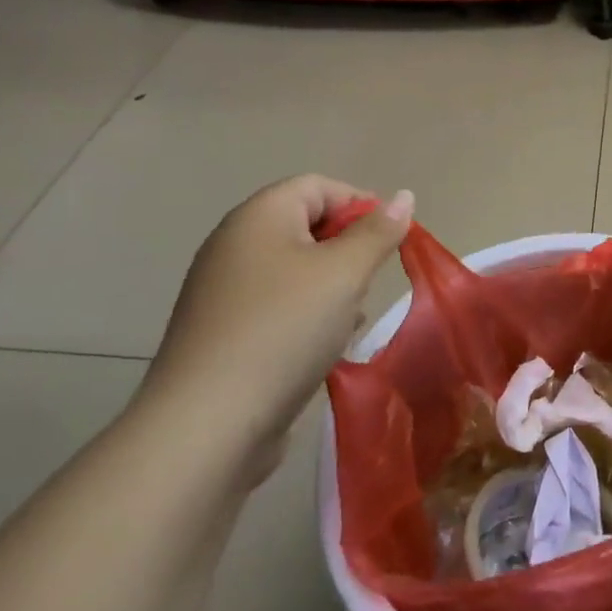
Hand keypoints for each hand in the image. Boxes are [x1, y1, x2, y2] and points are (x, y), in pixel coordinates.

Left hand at [137, 176, 412, 483]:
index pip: (317, 186)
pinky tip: (325, 345)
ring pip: (295, 269)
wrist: (208, 424)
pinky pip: (277, 306)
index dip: (360, 203)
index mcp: (258, 217)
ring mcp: (224, 291)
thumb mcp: (344, 273)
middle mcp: (234, 245)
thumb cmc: (284, 329)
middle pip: (305, 225)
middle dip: (348, 248)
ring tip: (351, 316)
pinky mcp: (223, 332)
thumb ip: (378, 232)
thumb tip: (403, 196)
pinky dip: (307, 315)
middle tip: (371, 280)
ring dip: (331, 285)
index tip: (389, 241)